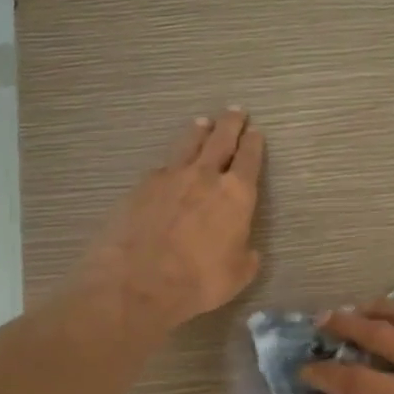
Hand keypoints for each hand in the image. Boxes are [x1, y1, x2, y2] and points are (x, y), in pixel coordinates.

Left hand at [77, 110, 265, 333]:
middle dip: (230, 124)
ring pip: (188, 145)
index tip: (256, 132)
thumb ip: (245, 255)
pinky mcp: (141, 186)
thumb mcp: (237, 275)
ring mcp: (169, 177)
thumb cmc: (198, 282)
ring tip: (202, 123)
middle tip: (235, 111)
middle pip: (220, 140)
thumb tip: (245, 248)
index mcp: (236, 195)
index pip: (249, 159)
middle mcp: (204, 176)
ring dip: (199, 132)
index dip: (254, 144)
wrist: (137, 282)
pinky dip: (171, 163)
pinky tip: (168, 167)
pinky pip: (162, 167)